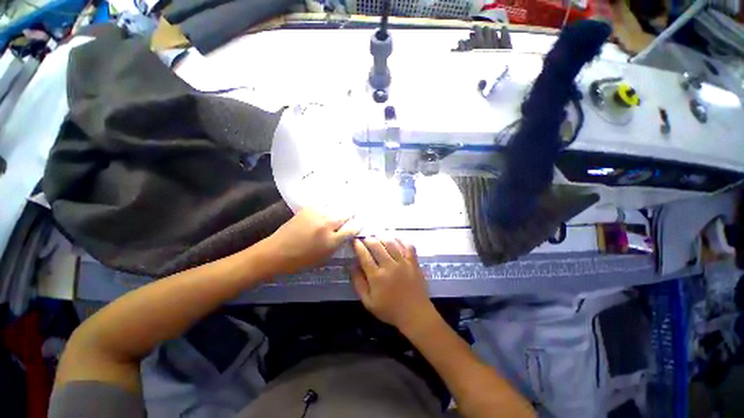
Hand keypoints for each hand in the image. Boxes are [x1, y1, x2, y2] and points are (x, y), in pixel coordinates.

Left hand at [261, 208, 358, 275]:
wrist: (276, 252)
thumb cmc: (302, 260)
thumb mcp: (325, 257)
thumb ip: (338, 244)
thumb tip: (347, 233)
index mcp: (331, 240)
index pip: (351, 229)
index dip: (358, 225)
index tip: (362, 221)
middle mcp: (326, 225)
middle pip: (345, 215)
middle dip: (352, 213)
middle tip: (356, 210)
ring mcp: (317, 215)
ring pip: (335, 207)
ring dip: (340, 208)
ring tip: (346, 203)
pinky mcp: (308, 208)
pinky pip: (323, 205)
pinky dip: (328, 205)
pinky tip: (330, 205)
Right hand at [350, 237, 435, 332]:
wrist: (415, 314)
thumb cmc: (390, 310)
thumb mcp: (368, 302)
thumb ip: (358, 283)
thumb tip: (351, 266)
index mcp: (377, 276)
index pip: (364, 255)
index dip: (358, 246)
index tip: (354, 241)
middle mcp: (390, 266)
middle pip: (377, 245)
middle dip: (369, 239)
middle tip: (365, 238)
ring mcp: (403, 262)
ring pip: (391, 243)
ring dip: (382, 237)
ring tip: (378, 236)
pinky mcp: (414, 262)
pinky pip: (407, 246)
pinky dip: (401, 240)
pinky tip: (395, 238)